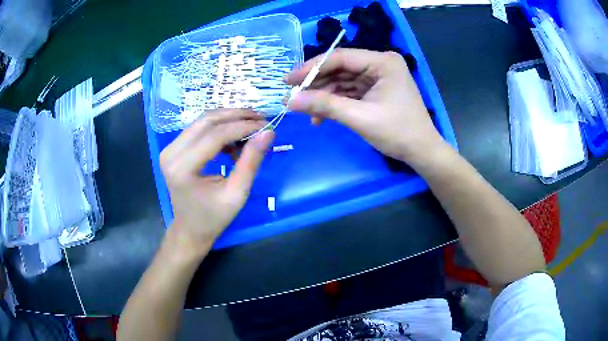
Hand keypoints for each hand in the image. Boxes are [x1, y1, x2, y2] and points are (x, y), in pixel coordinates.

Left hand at [159, 109, 273, 254]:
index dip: (243, 126)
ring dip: (229, 119)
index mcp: (183, 168)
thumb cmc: (213, 218)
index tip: (267, 125)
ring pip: (203, 120)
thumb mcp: (237, 194)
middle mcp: (171, 153)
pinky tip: (234, 138)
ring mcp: (170, 148)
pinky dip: (219, 127)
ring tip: (251, 126)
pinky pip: (199, 128)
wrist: (190, 229)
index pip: (215, 136)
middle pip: (207, 121)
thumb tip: (268, 132)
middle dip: (236, 115)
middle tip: (261, 118)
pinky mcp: (174, 147)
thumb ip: (251, 162)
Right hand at [286, 48, 444, 164]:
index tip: (287, 80)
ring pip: (342, 81)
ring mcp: (378, 77)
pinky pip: (350, 91)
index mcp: (382, 62)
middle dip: (316, 84)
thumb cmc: (398, 132)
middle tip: (292, 97)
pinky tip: (321, 116)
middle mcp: (380, 64)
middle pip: (340, 68)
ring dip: (324, 96)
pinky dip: (335, 102)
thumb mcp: (360, 118)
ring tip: (305, 112)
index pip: (339, 57)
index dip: (311, 68)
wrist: (422, 152)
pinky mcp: (376, 90)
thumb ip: (325, 105)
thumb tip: (290, 101)